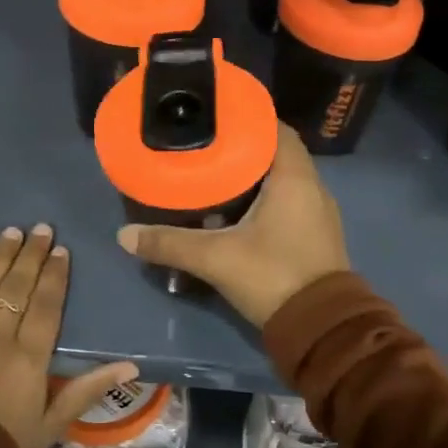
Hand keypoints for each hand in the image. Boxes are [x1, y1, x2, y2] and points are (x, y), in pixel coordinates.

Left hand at [0, 224, 139, 447]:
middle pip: (16, 287)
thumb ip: (87, 389)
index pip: (45, 305)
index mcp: (28, 359)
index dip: (54, 275)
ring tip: (11, 232)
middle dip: (30, 254)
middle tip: (40, 228)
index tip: (60, 250)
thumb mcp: (50, 426)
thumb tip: (131, 365)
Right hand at [117, 128, 349, 326]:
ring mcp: (318, 213)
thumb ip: (170, 244)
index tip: (216, 118)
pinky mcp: (315, 235)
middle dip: (243, 149)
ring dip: (254, 176)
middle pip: (277, 153)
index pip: (276, 129)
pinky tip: (235, 211)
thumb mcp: (216, 258)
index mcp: (294, 178)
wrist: (322, 329)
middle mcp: (312, 187)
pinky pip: (289, 202)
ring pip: (283, 180)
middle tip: (205, 147)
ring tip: (214, 175)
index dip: (248, 119)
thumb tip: (125, 235)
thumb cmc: (274, 276)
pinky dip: (264, 198)